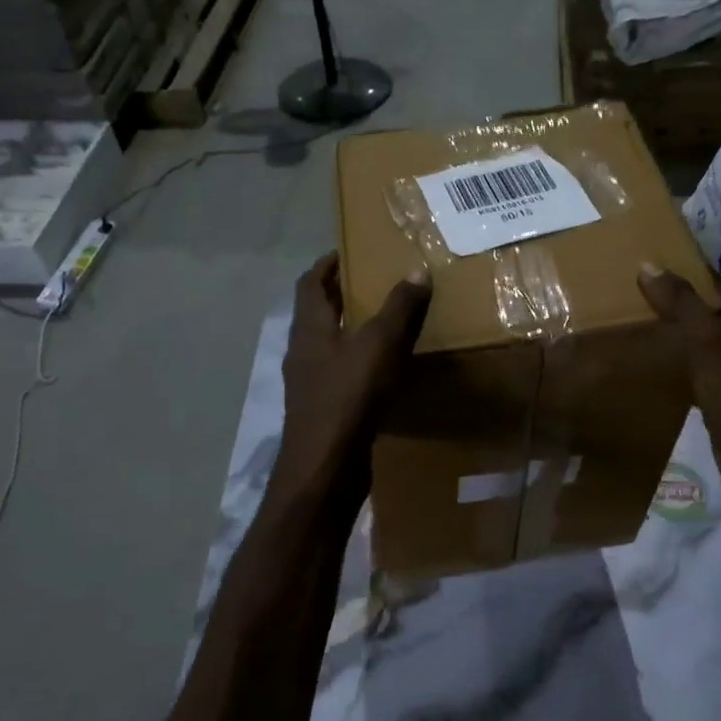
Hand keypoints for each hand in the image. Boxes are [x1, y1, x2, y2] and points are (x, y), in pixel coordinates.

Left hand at [275, 253, 431, 502]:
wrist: (326, 467)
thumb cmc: (347, 397)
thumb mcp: (379, 345)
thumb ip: (399, 308)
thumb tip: (417, 270)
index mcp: (309, 329)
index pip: (309, 284)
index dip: (325, 265)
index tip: (346, 253)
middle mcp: (303, 353)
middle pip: (316, 315)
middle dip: (340, 297)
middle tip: (372, 284)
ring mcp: (310, 385)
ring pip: (328, 347)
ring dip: (349, 332)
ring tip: (383, 325)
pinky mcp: (323, 412)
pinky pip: (339, 376)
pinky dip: (357, 365)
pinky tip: (383, 372)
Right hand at [638, 263, 720, 523]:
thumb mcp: (709, 346)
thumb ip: (683, 306)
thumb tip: (648, 265)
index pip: (712, 282)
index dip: (684, 267)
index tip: (648, 258)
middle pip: (705, 307)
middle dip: (675, 295)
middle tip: (632, 286)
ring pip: (698, 335)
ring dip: (673, 325)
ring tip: (635, 317)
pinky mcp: (720, 394)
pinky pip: (693, 363)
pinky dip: (674, 354)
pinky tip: (653, 359)